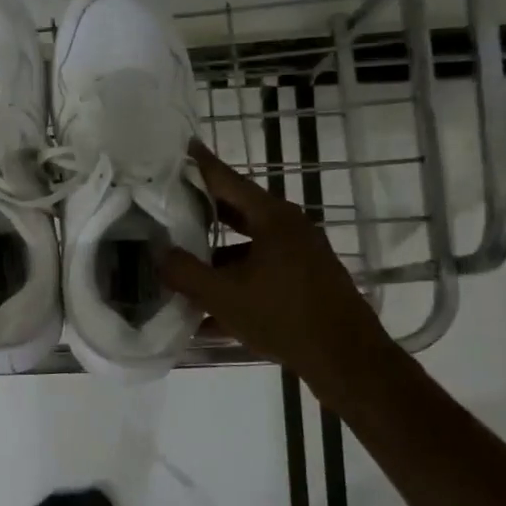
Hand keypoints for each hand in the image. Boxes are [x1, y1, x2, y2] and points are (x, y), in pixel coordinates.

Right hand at [158, 141, 396, 408]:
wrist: (347, 360)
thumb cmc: (284, 317)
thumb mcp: (224, 296)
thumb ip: (185, 273)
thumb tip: (158, 254)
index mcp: (272, 218)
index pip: (226, 179)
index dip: (199, 163)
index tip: (178, 145)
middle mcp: (288, 227)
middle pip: (235, 209)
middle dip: (200, 208)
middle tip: (165, 200)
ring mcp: (299, 254)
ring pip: (246, 243)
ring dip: (214, 252)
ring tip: (178, 257)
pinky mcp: (303, 279)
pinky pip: (259, 269)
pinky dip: (233, 279)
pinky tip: (205, 309)